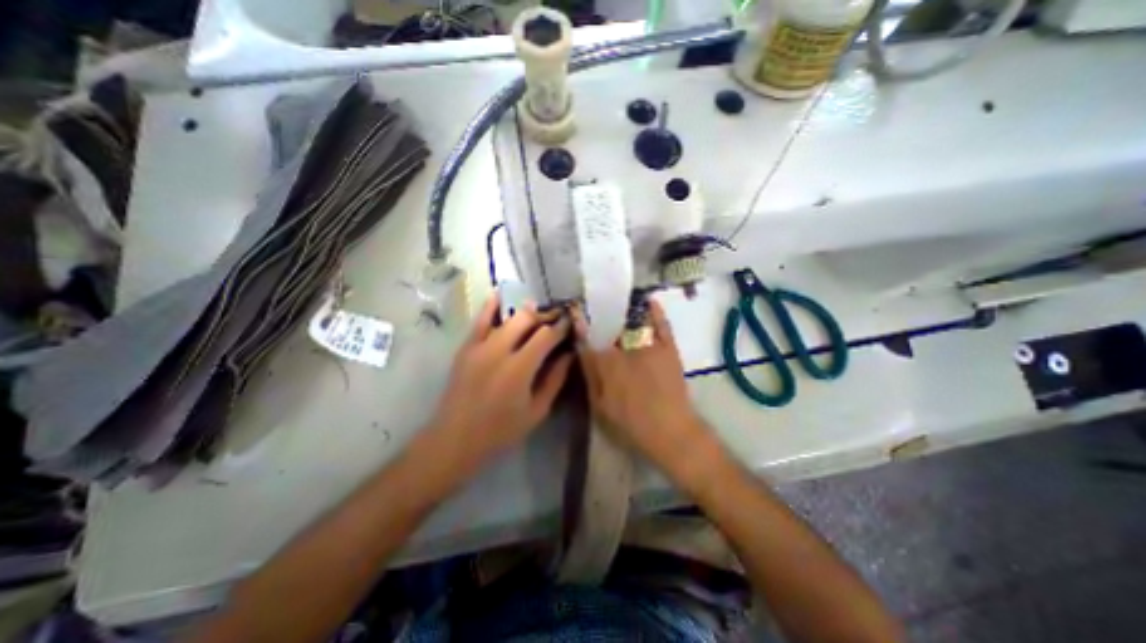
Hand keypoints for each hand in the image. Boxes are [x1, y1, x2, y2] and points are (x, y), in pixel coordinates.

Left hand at [426, 297, 577, 466]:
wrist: (455, 438)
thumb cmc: (500, 431)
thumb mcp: (536, 411)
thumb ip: (555, 379)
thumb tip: (568, 354)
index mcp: (519, 368)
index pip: (546, 336)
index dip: (561, 327)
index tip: (571, 322)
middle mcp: (499, 350)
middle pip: (527, 319)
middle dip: (545, 315)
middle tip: (556, 318)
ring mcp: (479, 346)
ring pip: (507, 316)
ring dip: (525, 311)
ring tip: (537, 311)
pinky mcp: (466, 347)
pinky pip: (480, 320)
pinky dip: (491, 306)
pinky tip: (500, 294)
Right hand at [578, 298, 712, 471]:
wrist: (671, 432)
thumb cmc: (630, 424)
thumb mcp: (600, 406)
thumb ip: (589, 376)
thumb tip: (581, 351)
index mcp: (605, 363)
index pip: (588, 338)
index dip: (580, 324)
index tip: (574, 310)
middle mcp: (625, 348)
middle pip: (610, 325)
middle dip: (601, 314)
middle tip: (595, 306)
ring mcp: (649, 346)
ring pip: (633, 321)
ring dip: (624, 309)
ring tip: (616, 299)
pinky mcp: (667, 348)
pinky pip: (661, 324)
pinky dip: (656, 311)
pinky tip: (649, 300)